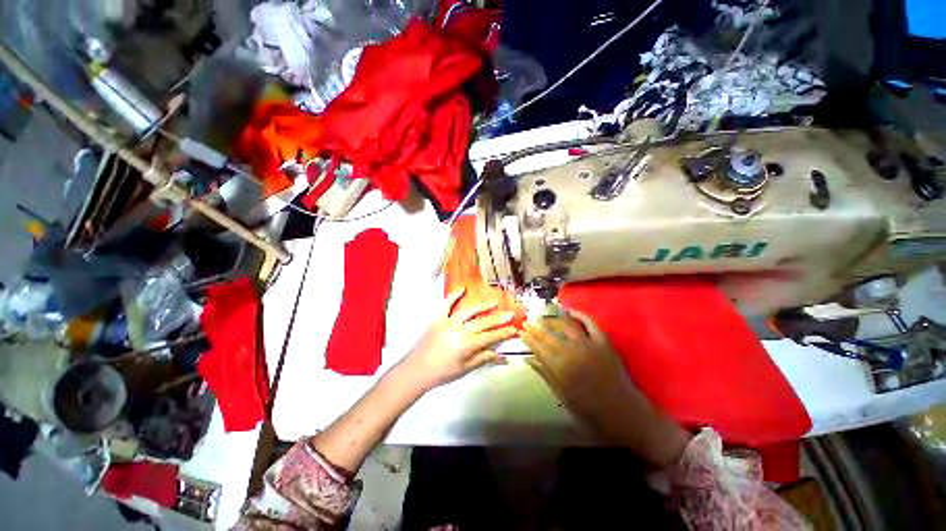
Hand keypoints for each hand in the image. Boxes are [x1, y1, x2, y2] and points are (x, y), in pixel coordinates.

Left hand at [399, 289, 516, 390]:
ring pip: (469, 312)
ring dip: (482, 306)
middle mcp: (461, 330)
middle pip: (483, 323)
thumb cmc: (442, 373)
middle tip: (510, 313)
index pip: (491, 337)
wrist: (417, 370)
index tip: (514, 329)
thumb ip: (484, 358)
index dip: (503, 333)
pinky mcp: (438, 319)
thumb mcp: (466, 368)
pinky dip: (454, 296)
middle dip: (498, 319)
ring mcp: (449, 322)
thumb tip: (502, 356)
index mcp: (468, 344)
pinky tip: (462, 289)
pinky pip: (446, 305)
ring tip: (494, 301)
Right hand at [521, 311, 689, 467]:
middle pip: (548, 335)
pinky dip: (579, 314)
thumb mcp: (562, 395)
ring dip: (552, 319)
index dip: (528, 338)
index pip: (538, 347)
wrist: (623, 411)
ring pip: (565, 325)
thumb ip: (544, 374)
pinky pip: (590, 323)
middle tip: (527, 322)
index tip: (520, 332)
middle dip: (535, 327)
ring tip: (543, 316)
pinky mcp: (603, 341)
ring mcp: (588, 344)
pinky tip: (569, 310)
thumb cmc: (589, 408)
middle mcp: (571, 352)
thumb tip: (527, 359)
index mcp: (560, 367)